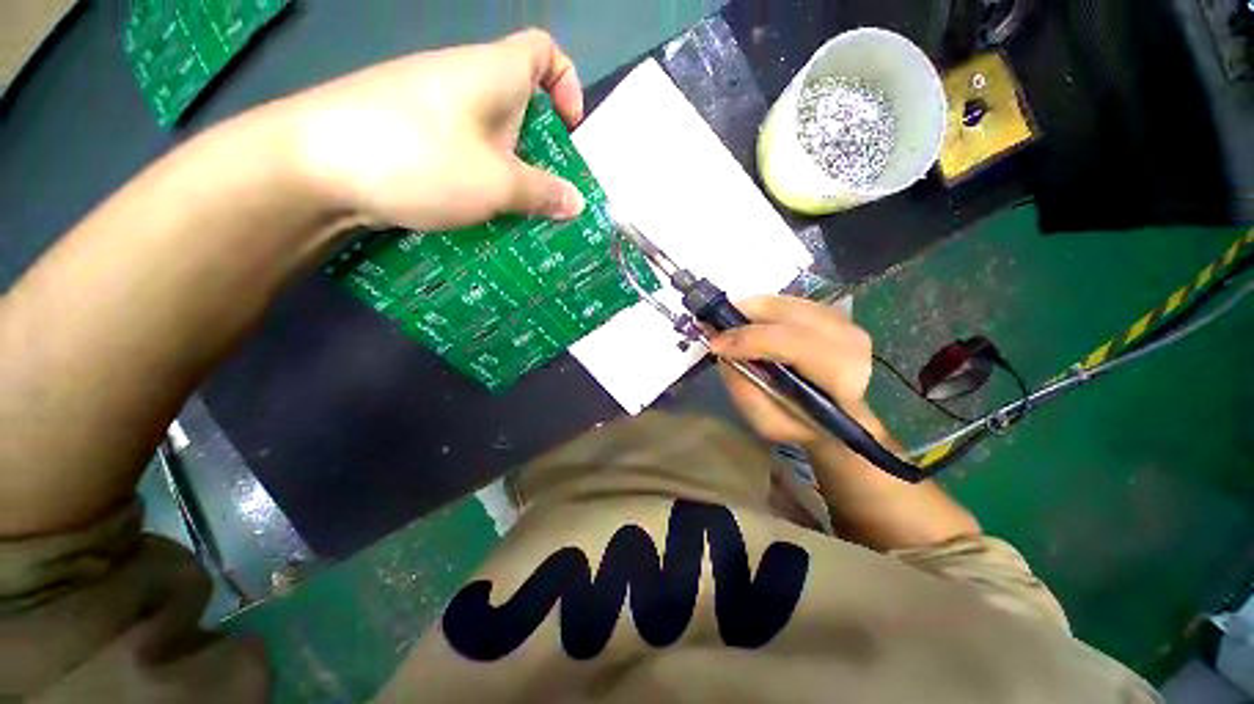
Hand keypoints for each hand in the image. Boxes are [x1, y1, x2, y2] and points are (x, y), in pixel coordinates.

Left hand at [279, 29, 586, 231]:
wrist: (313, 165)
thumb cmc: (421, 158)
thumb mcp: (497, 183)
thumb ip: (542, 193)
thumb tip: (576, 203)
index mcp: (492, 73)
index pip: (543, 51)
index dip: (567, 83)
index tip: (571, 130)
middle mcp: (464, 81)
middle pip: (519, 106)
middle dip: (541, 149)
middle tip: (550, 193)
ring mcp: (433, 109)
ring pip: (489, 136)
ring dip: (510, 173)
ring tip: (517, 214)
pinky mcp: (410, 135)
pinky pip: (461, 153)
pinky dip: (478, 180)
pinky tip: (478, 213)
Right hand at [710, 296, 872, 446]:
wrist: (837, 415)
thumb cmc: (800, 424)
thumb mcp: (768, 422)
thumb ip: (744, 389)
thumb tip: (724, 352)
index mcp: (840, 376)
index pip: (792, 344)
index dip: (749, 340)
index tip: (715, 345)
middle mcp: (849, 341)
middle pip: (790, 314)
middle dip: (747, 315)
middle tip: (715, 324)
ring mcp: (845, 322)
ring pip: (788, 303)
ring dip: (752, 308)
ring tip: (727, 322)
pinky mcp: (833, 313)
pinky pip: (790, 300)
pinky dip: (763, 307)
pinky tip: (748, 320)